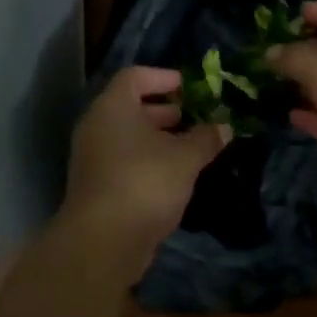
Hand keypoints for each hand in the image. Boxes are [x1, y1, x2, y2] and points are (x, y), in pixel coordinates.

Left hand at [63, 66, 227, 252]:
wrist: (103, 240)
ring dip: (157, 138)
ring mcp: (92, 157)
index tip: (188, 86)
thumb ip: (206, 138)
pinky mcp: (96, 185)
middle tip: (193, 117)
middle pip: (130, 106)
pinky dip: (147, 160)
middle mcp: (97, 126)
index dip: (162, 77)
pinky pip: (124, 160)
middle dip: (163, 110)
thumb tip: (224, 127)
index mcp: (113, 107)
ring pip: (127, 136)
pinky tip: (174, 175)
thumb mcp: (185, 158)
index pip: (134, 76)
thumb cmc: (145, 182)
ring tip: (190, 147)